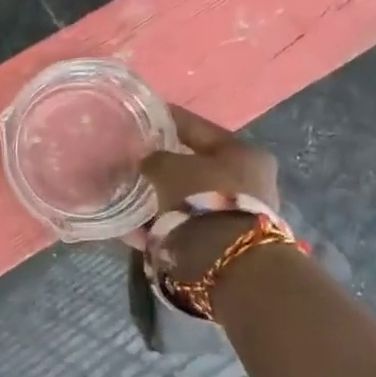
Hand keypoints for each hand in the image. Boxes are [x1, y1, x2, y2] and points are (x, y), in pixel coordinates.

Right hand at [139, 107, 283, 279]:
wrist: (225, 261)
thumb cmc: (202, 199)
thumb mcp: (169, 168)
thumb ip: (154, 159)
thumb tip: (146, 161)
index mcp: (243, 153)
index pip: (198, 128)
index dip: (169, 119)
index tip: (144, 114)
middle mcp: (248, 182)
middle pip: (196, 166)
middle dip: (164, 164)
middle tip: (134, 159)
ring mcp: (236, 215)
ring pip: (188, 199)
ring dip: (160, 198)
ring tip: (127, 195)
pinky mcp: (222, 244)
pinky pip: (181, 227)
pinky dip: (157, 226)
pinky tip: (129, 228)